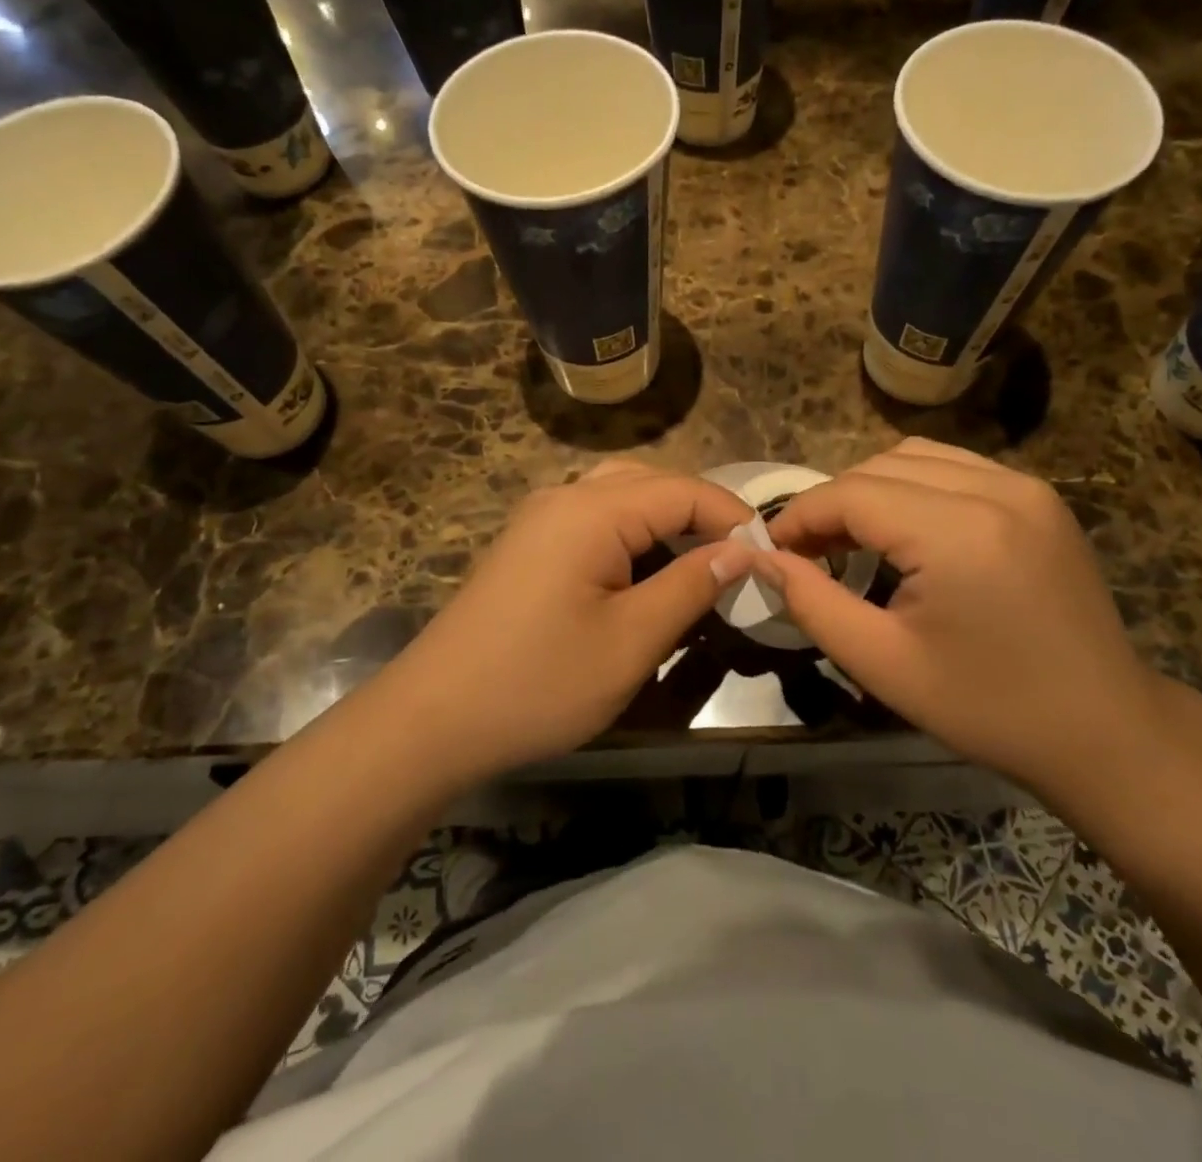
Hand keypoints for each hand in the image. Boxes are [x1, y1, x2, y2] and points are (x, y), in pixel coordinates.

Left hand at [370, 460, 753, 785]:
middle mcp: (564, 496)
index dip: (732, 518)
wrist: (433, 719)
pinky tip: (644, 574)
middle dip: (700, 515)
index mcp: (593, 510)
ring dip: (665, 523)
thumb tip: (740, 552)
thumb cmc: (540, 682)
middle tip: (736, 562)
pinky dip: (630, 535)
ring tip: (697, 566)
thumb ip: (690, 586)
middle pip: (652, 483)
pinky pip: (593, 519)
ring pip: (621, 496)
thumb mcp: (631, 641)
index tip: (769, 558)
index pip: (684, 491)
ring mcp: (539, 517)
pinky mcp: (527, 544)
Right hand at [756, 438, 1162, 793]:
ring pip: (915, 457)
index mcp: (958, 533)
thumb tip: (762, 558)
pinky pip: (954, 467)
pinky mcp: (1040, 496)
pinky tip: (906, 531)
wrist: (1106, 731)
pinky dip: (913, 487)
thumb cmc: (988, 708)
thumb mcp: (882, 664)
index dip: (800, 516)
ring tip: (852, 539)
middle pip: (879, 466)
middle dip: (832, 503)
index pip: (852, 493)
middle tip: (809, 554)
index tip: (772, 550)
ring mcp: (1025, 486)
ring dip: (870, 489)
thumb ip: (811, 602)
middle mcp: (996, 489)